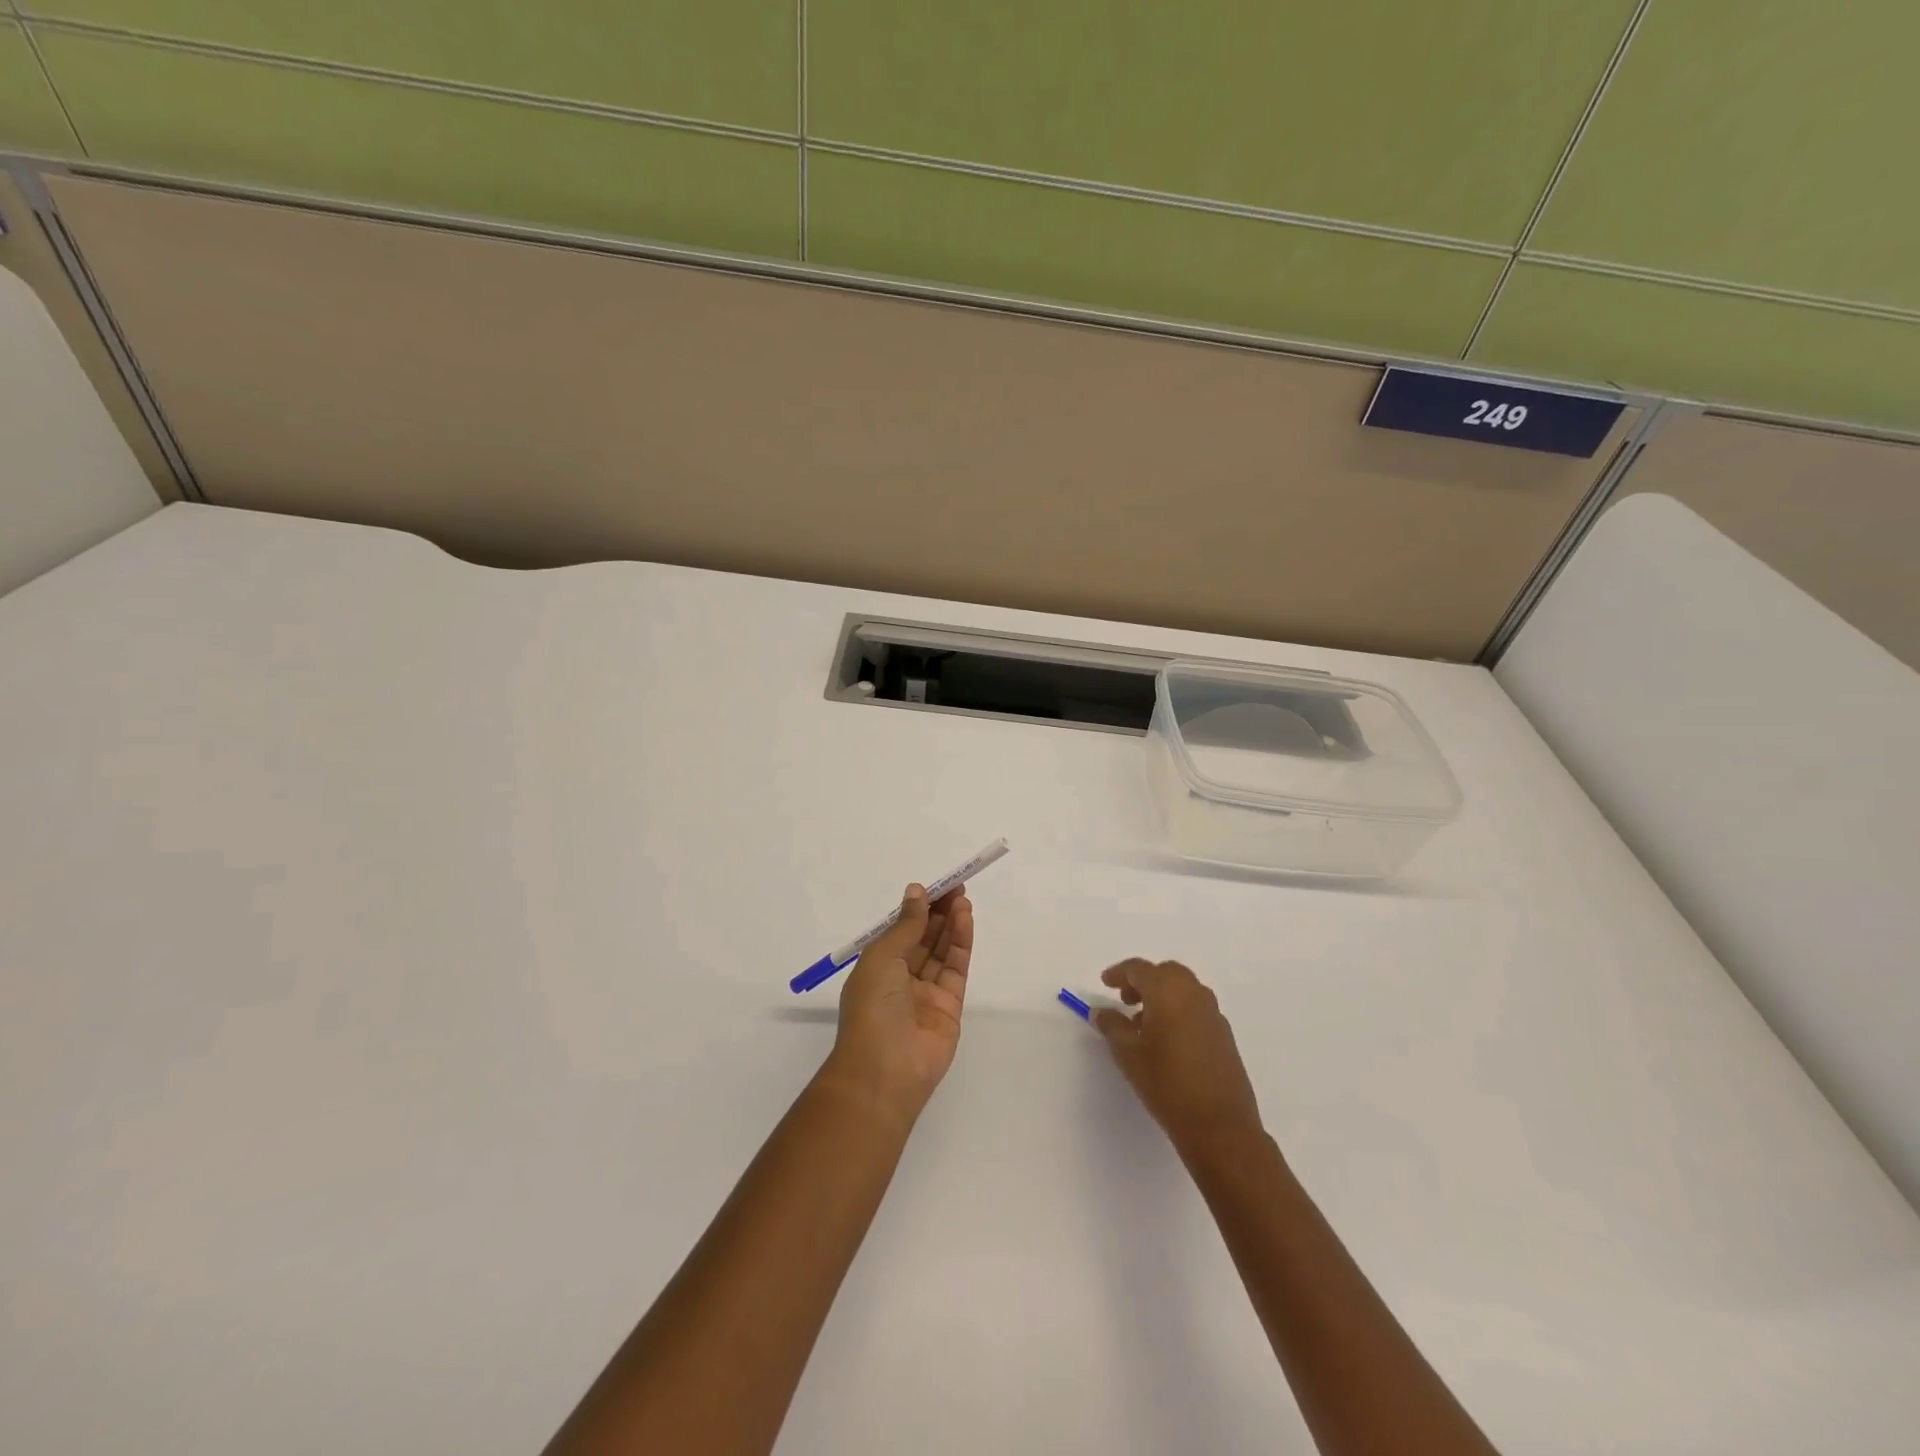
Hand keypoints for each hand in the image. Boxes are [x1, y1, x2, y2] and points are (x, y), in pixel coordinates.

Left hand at [820, 884, 972, 1126]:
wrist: (885, 1070)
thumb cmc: (872, 1007)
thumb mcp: (882, 957)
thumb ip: (905, 925)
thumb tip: (916, 892)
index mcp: (877, 967)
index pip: (901, 931)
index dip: (917, 908)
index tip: (935, 886)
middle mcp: (901, 978)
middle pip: (924, 938)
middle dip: (938, 912)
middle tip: (955, 887)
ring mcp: (926, 993)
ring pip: (942, 951)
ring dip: (951, 923)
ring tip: (963, 899)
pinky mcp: (950, 1007)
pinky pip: (956, 968)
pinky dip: (961, 943)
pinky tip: (965, 920)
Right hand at [1093, 959, 1263, 1157]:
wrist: (1219, 1126)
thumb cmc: (1166, 1083)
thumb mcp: (1128, 1054)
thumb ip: (1112, 1026)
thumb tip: (1101, 1011)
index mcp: (1168, 991)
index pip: (1139, 969)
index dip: (1119, 973)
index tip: (1105, 983)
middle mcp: (1193, 994)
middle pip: (1165, 972)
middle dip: (1143, 981)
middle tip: (1126, 1001)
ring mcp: (1213, 1013)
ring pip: (1184, 989)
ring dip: (1162, 995)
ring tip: (1143, 1024)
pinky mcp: (1224, 1034)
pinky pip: (1196, 1008)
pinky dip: (1179, 1010)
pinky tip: (1168, 1040)